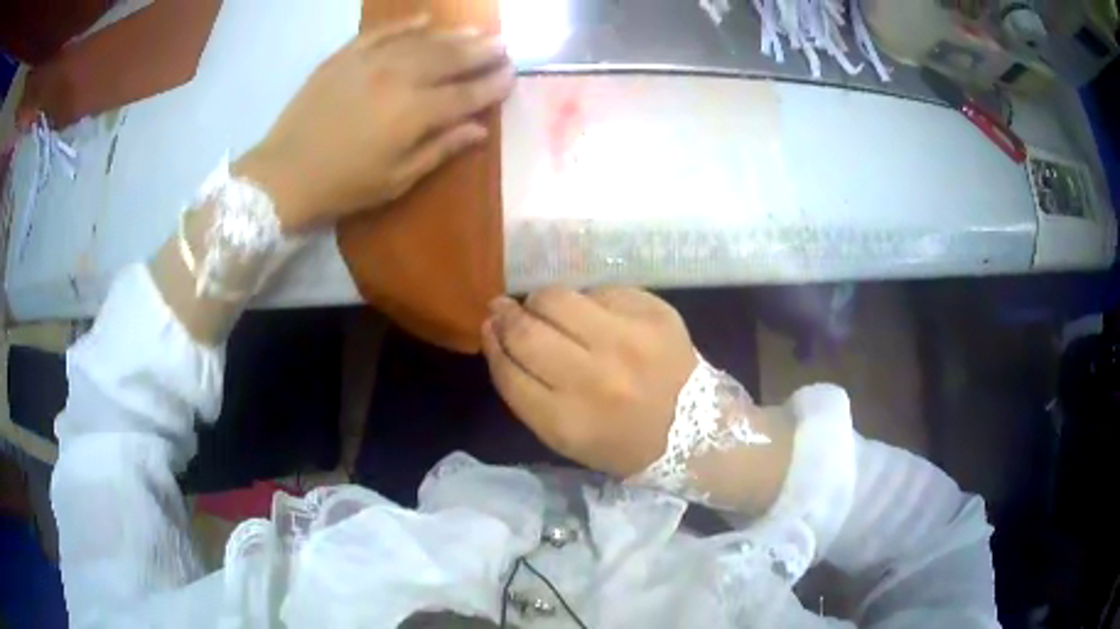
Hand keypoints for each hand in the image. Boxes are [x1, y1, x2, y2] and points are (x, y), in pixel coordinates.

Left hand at [234, 16, 513, 233]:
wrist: (283, 175)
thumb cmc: (342, 187)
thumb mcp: (396, 180)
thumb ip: (440, 150)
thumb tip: (479, 130)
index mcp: (414, 114)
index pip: (466, 94)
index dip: (493, 84)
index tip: (512, 76)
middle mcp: (398, 78)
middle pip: (449, 59)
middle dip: (482, 52)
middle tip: (503, 46)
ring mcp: (369, 62)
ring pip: (422, 41)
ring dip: (454, 35)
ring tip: (477, 31)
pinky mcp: (344, 56)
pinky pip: (381, 32)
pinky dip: (405, 24)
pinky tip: (425, 19)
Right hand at [481, 287, 698, 478]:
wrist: (697, 431)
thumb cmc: (623, 442)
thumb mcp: (566, 439)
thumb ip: (526, 392)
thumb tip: (499, 335)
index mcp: (567, 421)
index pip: (507, 369)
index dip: (492, 344)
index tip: (490, 329)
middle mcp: (595, 378)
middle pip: (526, 330)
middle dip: (508, 316)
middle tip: (507, 311)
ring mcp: (628, 341)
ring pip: (557, 297)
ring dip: (542, 302)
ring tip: (548, 310)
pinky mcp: (654, 313)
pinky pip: (599, 290)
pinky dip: (588, 301)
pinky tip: (594, 316)